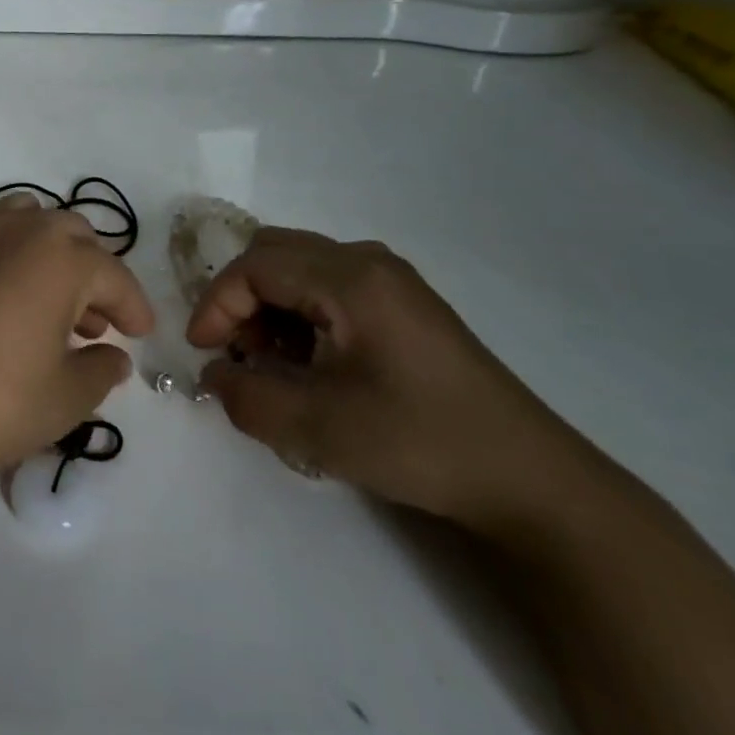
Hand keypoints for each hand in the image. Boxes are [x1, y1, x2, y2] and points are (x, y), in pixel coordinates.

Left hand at [0, 193, 152, 490]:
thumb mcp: (65, 398)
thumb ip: (101, 371)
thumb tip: (114, 356)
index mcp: (62, 260)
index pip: (113, 276)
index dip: (133, 305)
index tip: (140, 333)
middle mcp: (20, 228)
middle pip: (72, 234)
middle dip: (91, 273)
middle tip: (92, 322)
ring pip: (23, 213)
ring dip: (44, 246)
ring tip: (42, 291)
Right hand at [188, 228, 585, 532]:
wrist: (532, 482)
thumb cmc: (419, 443)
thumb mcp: (317, 428)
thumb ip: (246, 397)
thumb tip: (215, 375)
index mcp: (350, 279)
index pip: (254, 267)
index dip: (216, 304)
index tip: (202, 352)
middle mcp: (369, 263)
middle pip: (274, 253)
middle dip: (240, 298)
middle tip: (234, 349)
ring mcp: (392, 281)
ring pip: (300, 268)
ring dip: (269, 306)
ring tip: (270, 362)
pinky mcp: (405, 305)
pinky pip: (329, 287)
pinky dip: (300, 314)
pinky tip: (310, 363)